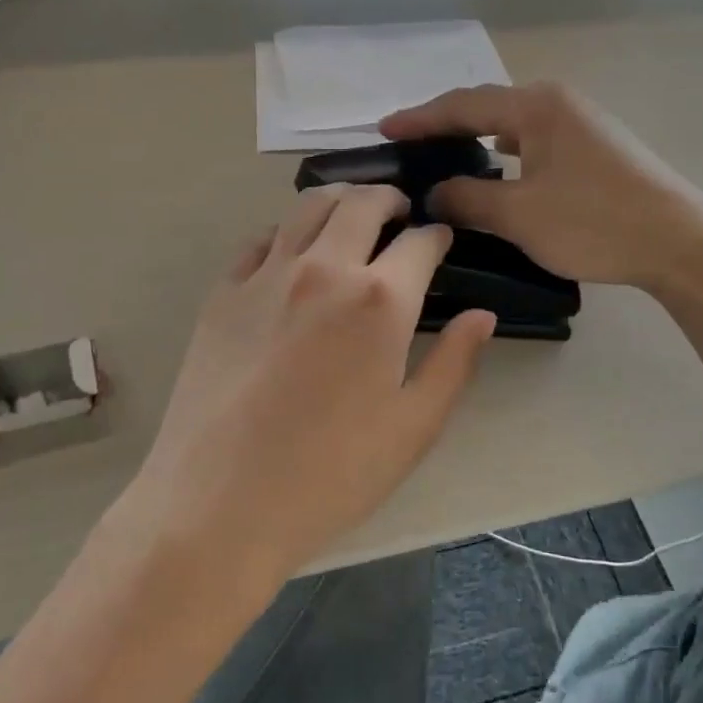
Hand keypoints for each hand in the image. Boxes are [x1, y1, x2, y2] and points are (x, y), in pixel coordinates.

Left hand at [129, 185, 495, 570]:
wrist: (220, 503)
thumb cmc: (331, 474)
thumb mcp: (413, 429)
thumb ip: (453, 363)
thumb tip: (482, 316)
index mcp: (380, 300)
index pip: (419, 243)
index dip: (436, 236)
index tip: (441, 240)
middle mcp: (324, 269)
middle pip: (361, 204)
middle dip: (389, 199)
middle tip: (399, 213)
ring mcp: (265, 276)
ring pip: (307, 208)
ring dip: (339, 202)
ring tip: (350, 218)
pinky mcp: (222, 294)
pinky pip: (259, 241)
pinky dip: (286, 234)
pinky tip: (291, 255)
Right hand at [381, 82, 702, 292]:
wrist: (681, 244)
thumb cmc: (595, 222)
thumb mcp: (520, 215)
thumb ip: (469, 199)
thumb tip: (434, 194)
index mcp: (537, 106)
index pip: (463, 106)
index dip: (419, 119)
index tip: (383, 129)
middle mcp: (558, 104)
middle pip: (487, 108)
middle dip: (444, 125)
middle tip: (408, 145)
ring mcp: (581, 126)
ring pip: (512, 127)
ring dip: (476, 141)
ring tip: (443, 159)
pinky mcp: (594, 150)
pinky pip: (533, 144)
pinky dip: (504, 156)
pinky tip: (495, 175)